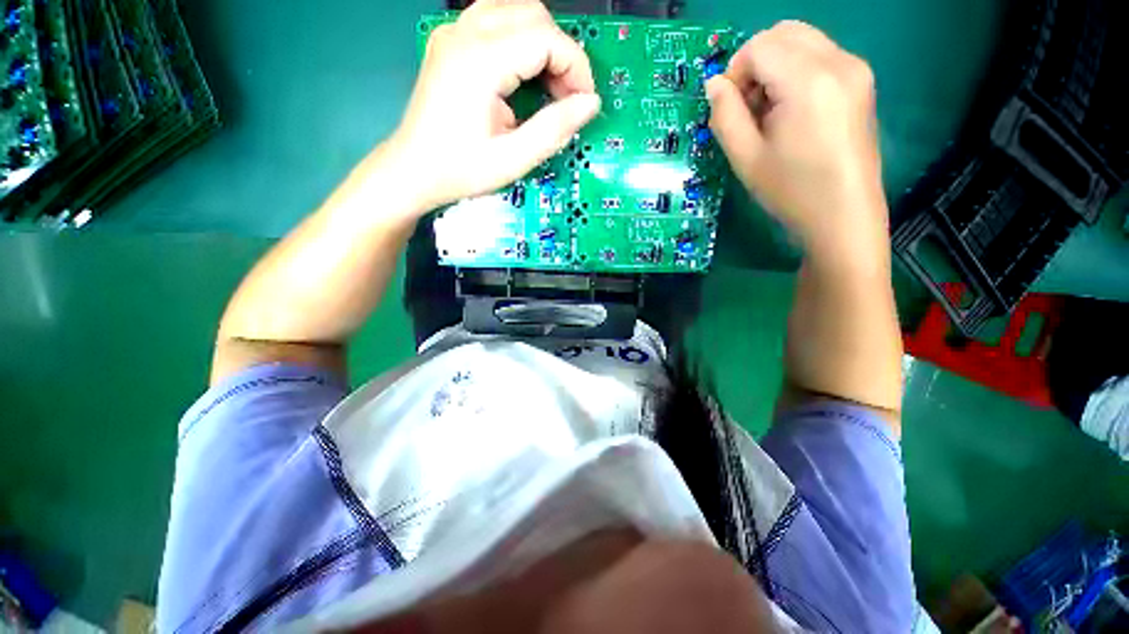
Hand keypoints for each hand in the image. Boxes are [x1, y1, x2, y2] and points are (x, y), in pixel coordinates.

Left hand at [389, 0, 600, 211]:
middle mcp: (465, 33)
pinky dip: (521, 42)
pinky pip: (496, 21)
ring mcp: (454, 32)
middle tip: (567, 98)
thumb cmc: (461, 170)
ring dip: (543, 44)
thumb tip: (590, 104)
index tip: (583, 103)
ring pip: (516, 11)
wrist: (414, 169)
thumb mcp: (513, 159)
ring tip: (548, 87)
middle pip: (534, 14)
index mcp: (481, 61)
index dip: (576, 67)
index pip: (546, 37)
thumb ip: (554, 129)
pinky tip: (522, 76)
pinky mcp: (450, 41)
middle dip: (562, 53)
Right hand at [705, 21, 885, 256]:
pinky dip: (796, 70)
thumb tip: (714, 85)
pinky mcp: (862, 80)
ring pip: (802, 40)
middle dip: (754, 62)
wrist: (843, 215)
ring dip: (774, 65)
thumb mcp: (745, 158)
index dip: (734, 72)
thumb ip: (725, 116)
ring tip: (768, 110)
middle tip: (747, 106)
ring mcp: (855, 68)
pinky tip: (791, 110)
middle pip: (783, 32)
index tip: (729, 108)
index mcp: (808, 81)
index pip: (759, 47)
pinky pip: (820, 55)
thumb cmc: (790, 191)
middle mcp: (838, 61)